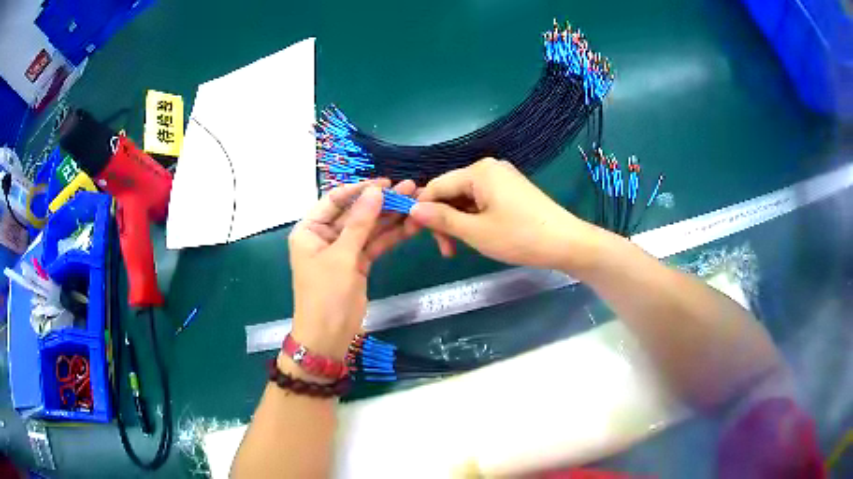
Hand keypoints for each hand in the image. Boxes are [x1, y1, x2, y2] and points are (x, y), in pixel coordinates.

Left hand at [288, 179, 415, 360]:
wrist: (329, 336)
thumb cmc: (326, 295)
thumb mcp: (342, 256)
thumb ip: (360, 222)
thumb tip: (376, 191)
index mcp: (309, 229)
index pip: (335, 200)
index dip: (360, 189)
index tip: (386, 182)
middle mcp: (325, 235)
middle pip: (355, 212)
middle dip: (381, 202)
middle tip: (410, 188)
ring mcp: (343, 250)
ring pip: (369, 228)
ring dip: (391, 217)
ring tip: (416, 201)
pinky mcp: (358, 263)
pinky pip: (375, 244)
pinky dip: (391, 236)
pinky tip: (411, 225)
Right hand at [407, 158, 600, 270]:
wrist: (566, 243)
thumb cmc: (519, 237)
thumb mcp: (475, 231)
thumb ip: (441, 219)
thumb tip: (412, 210)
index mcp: (478, 171)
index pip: (437, 186)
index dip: (422, 209)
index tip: (414, 235)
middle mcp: (489, 169)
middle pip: (452, 192)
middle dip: (443, 220)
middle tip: (445, 250)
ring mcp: (502, 179)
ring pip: (466, 199)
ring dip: (458, 223)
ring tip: (459, 249)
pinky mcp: (511, 191)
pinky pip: (482, 202)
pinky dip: (474, 220)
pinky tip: (476, 237)